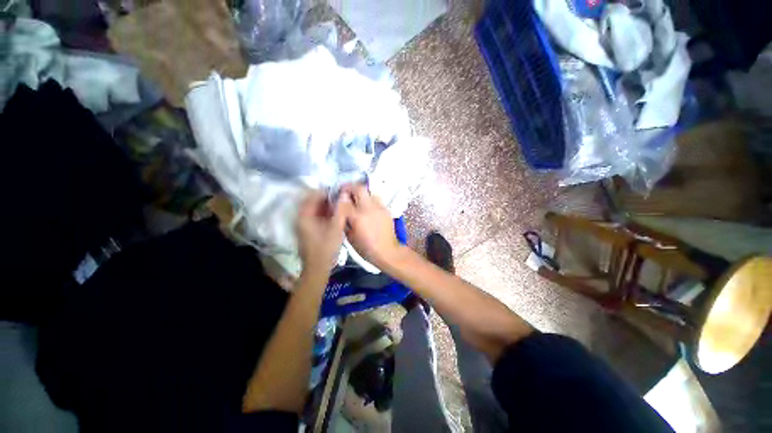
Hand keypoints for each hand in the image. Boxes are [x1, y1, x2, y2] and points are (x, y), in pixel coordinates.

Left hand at [296, 191, 350, 276]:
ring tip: (342, 204)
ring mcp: (304, 223)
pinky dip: (326, 212)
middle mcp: (301, 216)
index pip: (314, 194)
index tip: (342, 190)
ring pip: (316, 207)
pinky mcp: (308, 229)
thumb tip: (345, 194)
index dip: (328, 190)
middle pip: (314, 200)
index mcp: (305, 215)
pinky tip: (337, 214)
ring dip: (328, 204)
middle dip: (329, 197)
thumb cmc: (326, 248)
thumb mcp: (336, 228)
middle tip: (343, 197)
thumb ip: (341, 210)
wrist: (317, 268)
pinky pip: (316, 215)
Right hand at [341, 184, 401, 268]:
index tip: (336, 196)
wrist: (387, 251)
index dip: (339, 196)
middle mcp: (369, 208)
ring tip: (357, 199)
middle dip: (351, 187)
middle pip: (359, 188)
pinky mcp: (386, 210)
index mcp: (357, 217)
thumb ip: (344, 221)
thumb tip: (340, 211)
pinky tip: (368, 208)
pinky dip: (370, 200)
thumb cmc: (366, 248)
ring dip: (362, 193)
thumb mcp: (350, 237)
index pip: (345, 200)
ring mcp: (379, 208)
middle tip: (345, 191)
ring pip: (370, 192)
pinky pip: (377, 200)